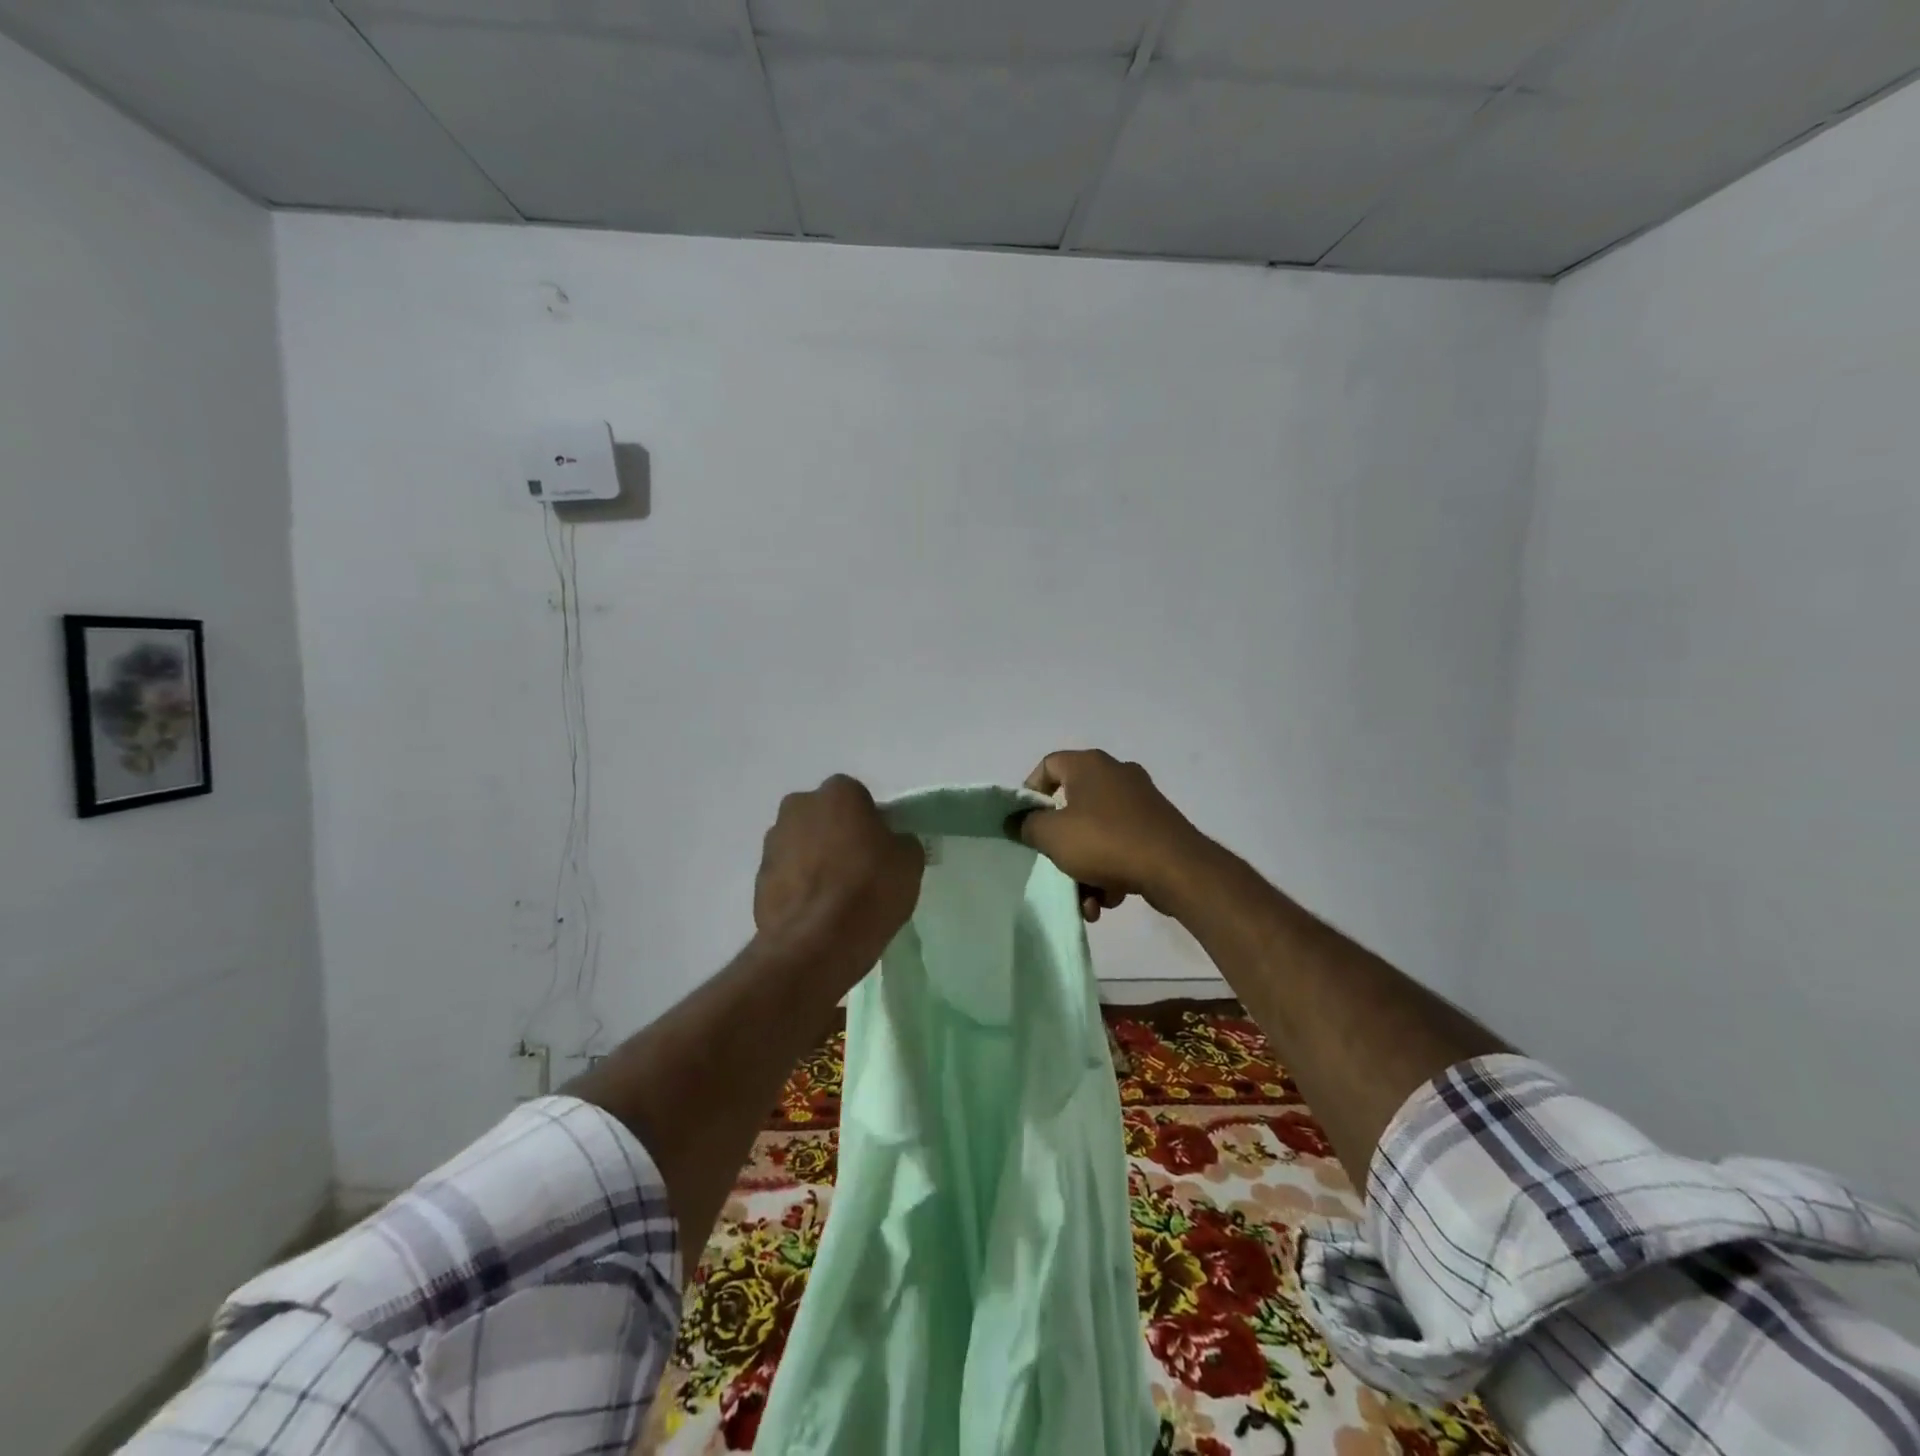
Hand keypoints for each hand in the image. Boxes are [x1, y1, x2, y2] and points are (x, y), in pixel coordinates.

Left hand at [754, 774, 923, 953]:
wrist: (817, 942)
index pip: (858, 798)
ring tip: (835, 896)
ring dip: (814, 860)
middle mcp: (798, 807)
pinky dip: (799, 887)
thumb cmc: (870, 889)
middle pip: (824, 817)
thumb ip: (900, 842)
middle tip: (857, 868)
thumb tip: (891, 844)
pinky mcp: (758, 878)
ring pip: (801, 844)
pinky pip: (787, 875)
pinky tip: (817, 911)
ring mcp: (772, 842)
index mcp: (837, 793)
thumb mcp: (910, 861)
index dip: (870, 822)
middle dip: (837, 835)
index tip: (880, 849)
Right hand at [1014, 750, 1211, 921]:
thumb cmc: (1106, 842)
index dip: (1030, 793)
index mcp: (1089, 765)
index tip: (1026, 823)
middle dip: (1062, 847)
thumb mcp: (1053, 836)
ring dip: (1086, 869)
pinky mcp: (1158, 827)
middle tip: (1056, 868)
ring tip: (1088, 902)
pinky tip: (1110, 899)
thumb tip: (1018, 821)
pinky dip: (1111, 870)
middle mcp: (1116, 774)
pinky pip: (1121, 845)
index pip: (1048, 766)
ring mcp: (1141, 801)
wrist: (1177, 869)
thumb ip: (1027, 825)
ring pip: (1097, 833)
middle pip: (1072, 807)